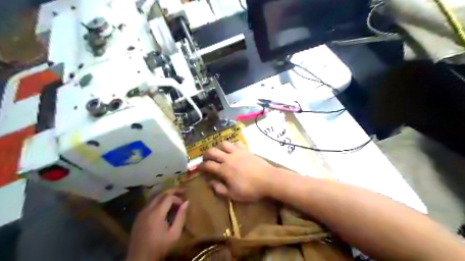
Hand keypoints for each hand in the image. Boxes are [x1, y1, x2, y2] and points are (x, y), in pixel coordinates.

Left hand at [126, 189, 187, 259]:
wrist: (140, 259)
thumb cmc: (160, 247)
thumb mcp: (174, 234)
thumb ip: (181, 216)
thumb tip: (186, 202)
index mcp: (156, 213)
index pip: (169, 197)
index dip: (178, 198)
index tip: (184, 204)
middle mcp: (147, 209)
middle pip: (160, 193)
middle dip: (172, 191)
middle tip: (182, 190)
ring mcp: (141, 212)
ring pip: (154, 197)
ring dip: (165, 195)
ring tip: (175, 197)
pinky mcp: (138, 216)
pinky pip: (149, 203)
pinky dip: (158, 200)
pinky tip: (164, 206)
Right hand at [199, 141, 274, 199]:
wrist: (268, 179)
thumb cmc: (250, 189)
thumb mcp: (233, 194)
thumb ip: (220, 189)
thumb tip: (210, 183)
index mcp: (224, 170)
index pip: (208, 165)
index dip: (201, 166)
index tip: (199, 168)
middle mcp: (228, 158)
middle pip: (213, 151)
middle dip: (206, 154)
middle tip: (206, 159)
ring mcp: (237, 152)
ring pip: (223, 144)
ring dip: (218, 147)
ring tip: (218, 152)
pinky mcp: (246, 150)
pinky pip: (236, 143)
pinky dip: (231, 145)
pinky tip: (232, 149)